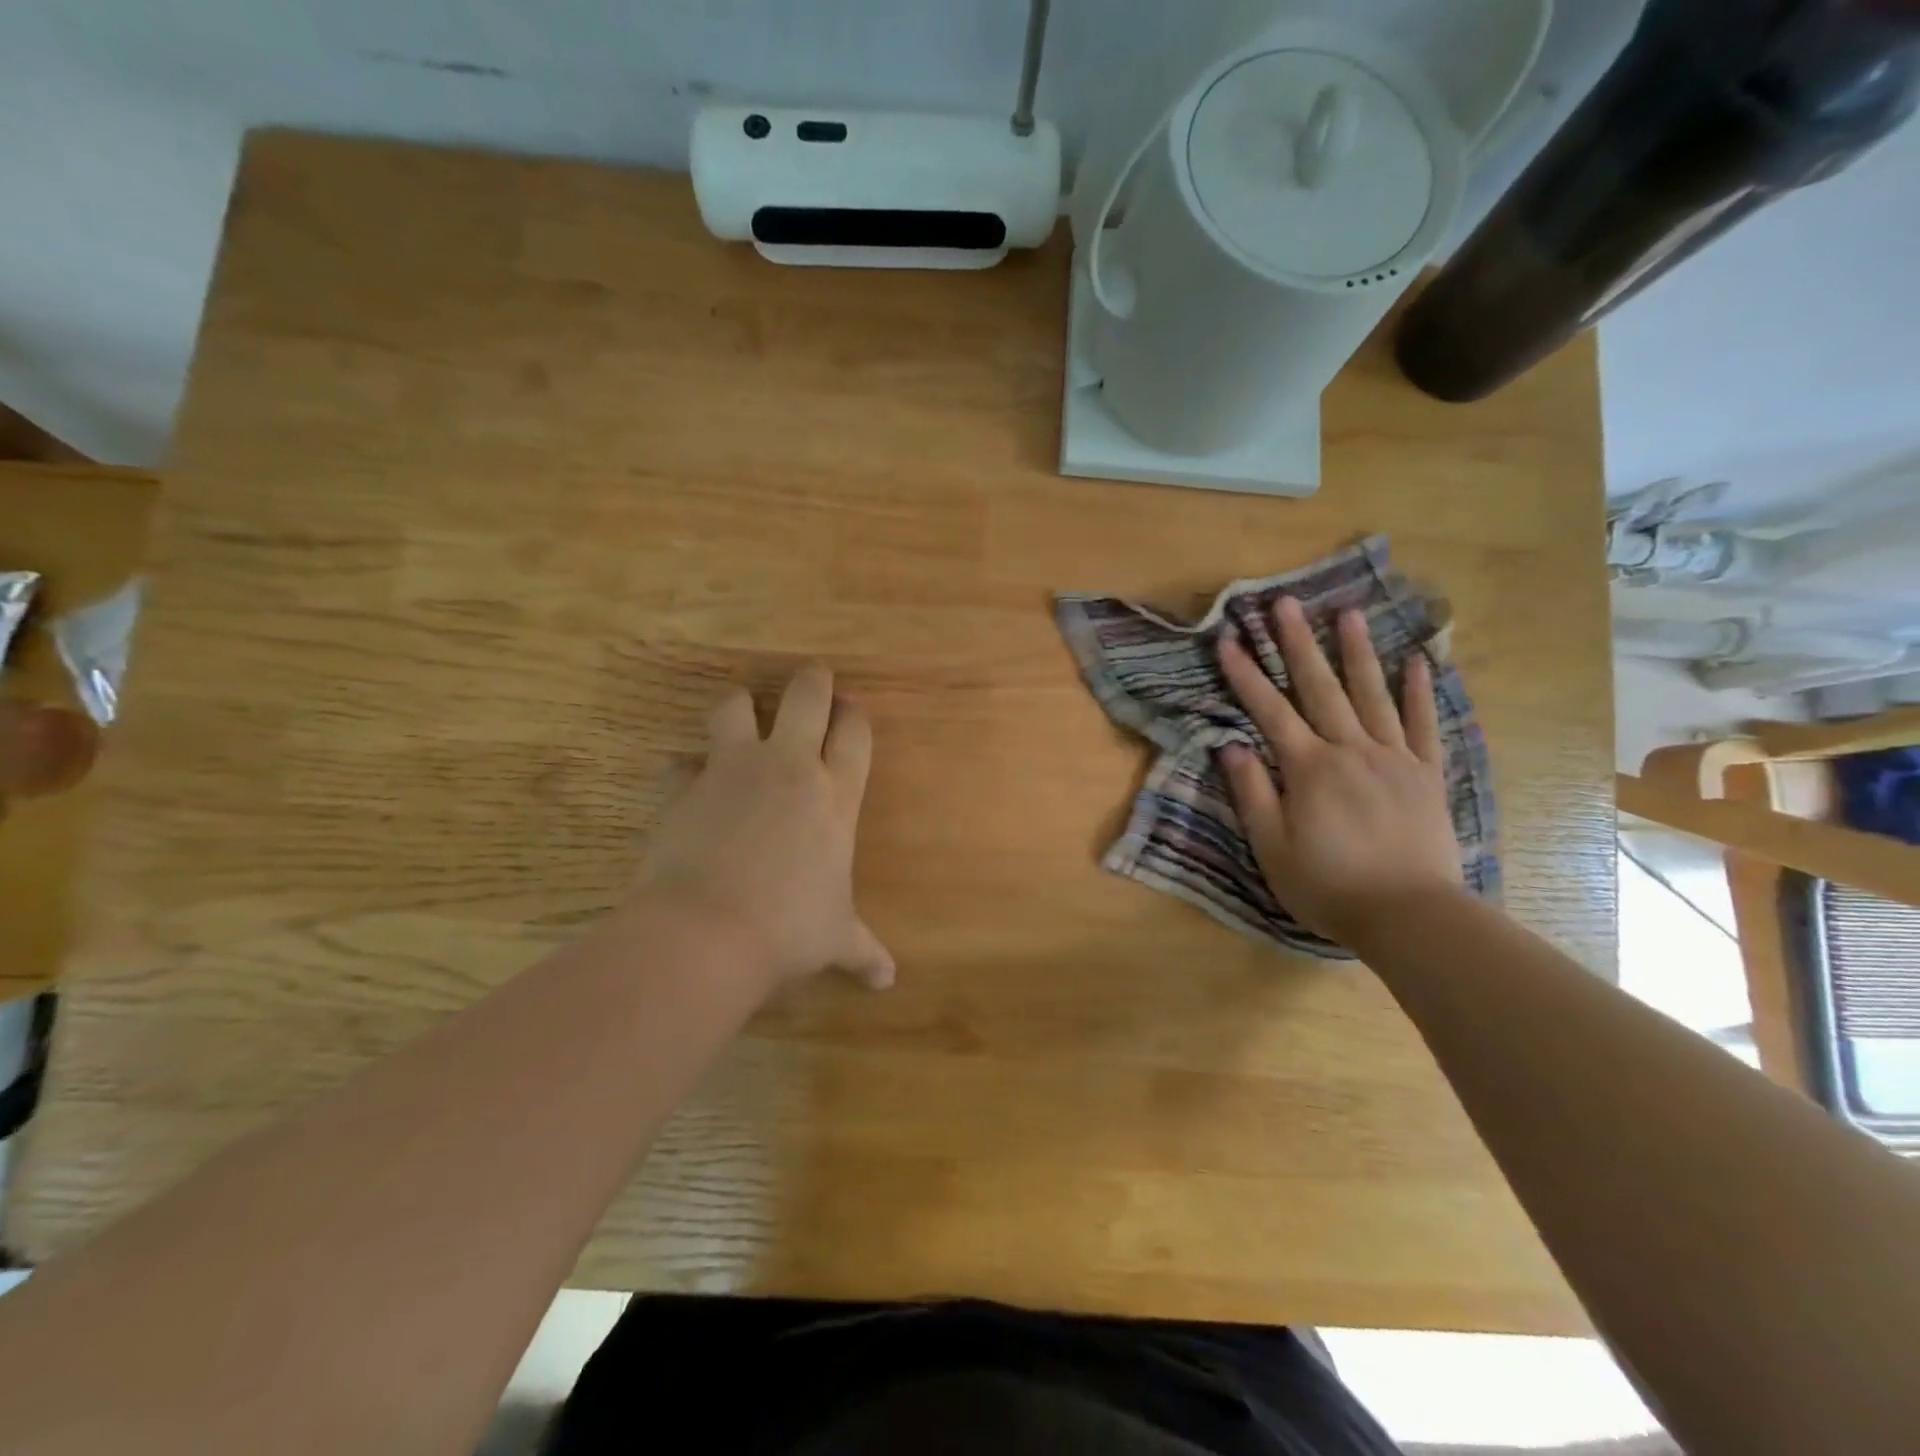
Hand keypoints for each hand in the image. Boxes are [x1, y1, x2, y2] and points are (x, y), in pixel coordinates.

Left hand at [635, 664, 893, 990]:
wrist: (706, 933)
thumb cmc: (788, 930)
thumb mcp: (835, 939)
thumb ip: (864, 951)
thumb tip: (889, 981)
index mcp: (835, 796)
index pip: (855, 734)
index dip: (855, 716)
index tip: (851, 710)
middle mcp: (788, 768)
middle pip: (807, 697)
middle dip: (812, 681)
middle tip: (813, 678)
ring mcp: (732, 771)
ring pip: (735, 708)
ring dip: (740, 707)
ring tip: (741, 718)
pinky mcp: (682, 787)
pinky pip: (680, 763)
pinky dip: (685, 772)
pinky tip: (687, 788)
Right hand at [1216, 597, 1463, 943]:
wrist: (1410, 915)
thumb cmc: (1329, 885)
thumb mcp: (1272, 848)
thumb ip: (1252, 793)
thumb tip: (1231, 746)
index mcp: (1309, 768)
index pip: (1269, 711)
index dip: (1246, 675)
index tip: (1228, 640)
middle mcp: (1351, 750)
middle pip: (1320, 688)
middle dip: (1299, 643)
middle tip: (1286, 603)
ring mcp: (1394, 758)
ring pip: (1372, 695)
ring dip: (1357, 652)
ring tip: (1349, 612)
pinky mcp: (1427, 775)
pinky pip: (1424, 725)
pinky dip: (1420, 692)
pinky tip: (1418, 661)